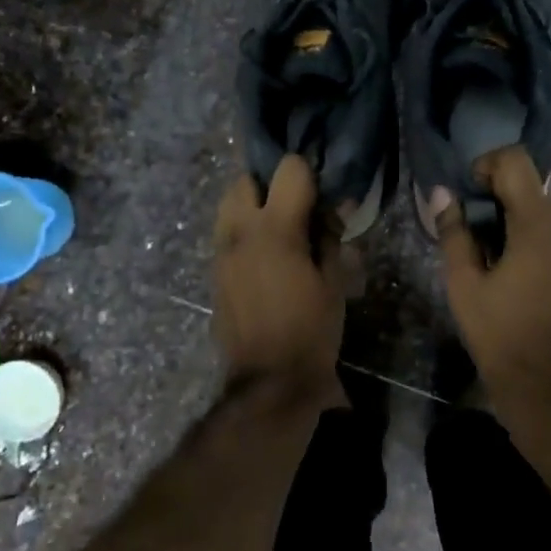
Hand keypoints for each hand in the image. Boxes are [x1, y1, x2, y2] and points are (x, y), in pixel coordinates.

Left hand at [213, 155, 345, 403]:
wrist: (270, 381)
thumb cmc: (311, 330)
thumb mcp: (333, 283)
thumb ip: (331, 238)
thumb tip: (335, 208)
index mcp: (276, 228)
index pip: (288, 169)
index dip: (308, 173)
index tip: (321, 192)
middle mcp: (240, 231)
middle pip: (244, 179)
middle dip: (269, 184)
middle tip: (294, 207)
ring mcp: (222, 252)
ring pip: (227, 205)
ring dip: (251, 206)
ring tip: (278, 231)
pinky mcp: (214, 273)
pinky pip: (225, 235)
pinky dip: (243, 232)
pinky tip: (266, 258)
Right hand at [438, 147, 550, 415]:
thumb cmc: (501, 335)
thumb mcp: (464, 284)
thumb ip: (453, 232)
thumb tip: (442, 193)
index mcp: (539, 225)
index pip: (516, 162)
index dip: (485, 166)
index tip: (466, 195)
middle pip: (529, 188)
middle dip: (494, 200)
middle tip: (468, 236)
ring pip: (542, 214)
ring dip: (511, 223)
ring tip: (488, 262)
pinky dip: (530, 241)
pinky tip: (513, 277)